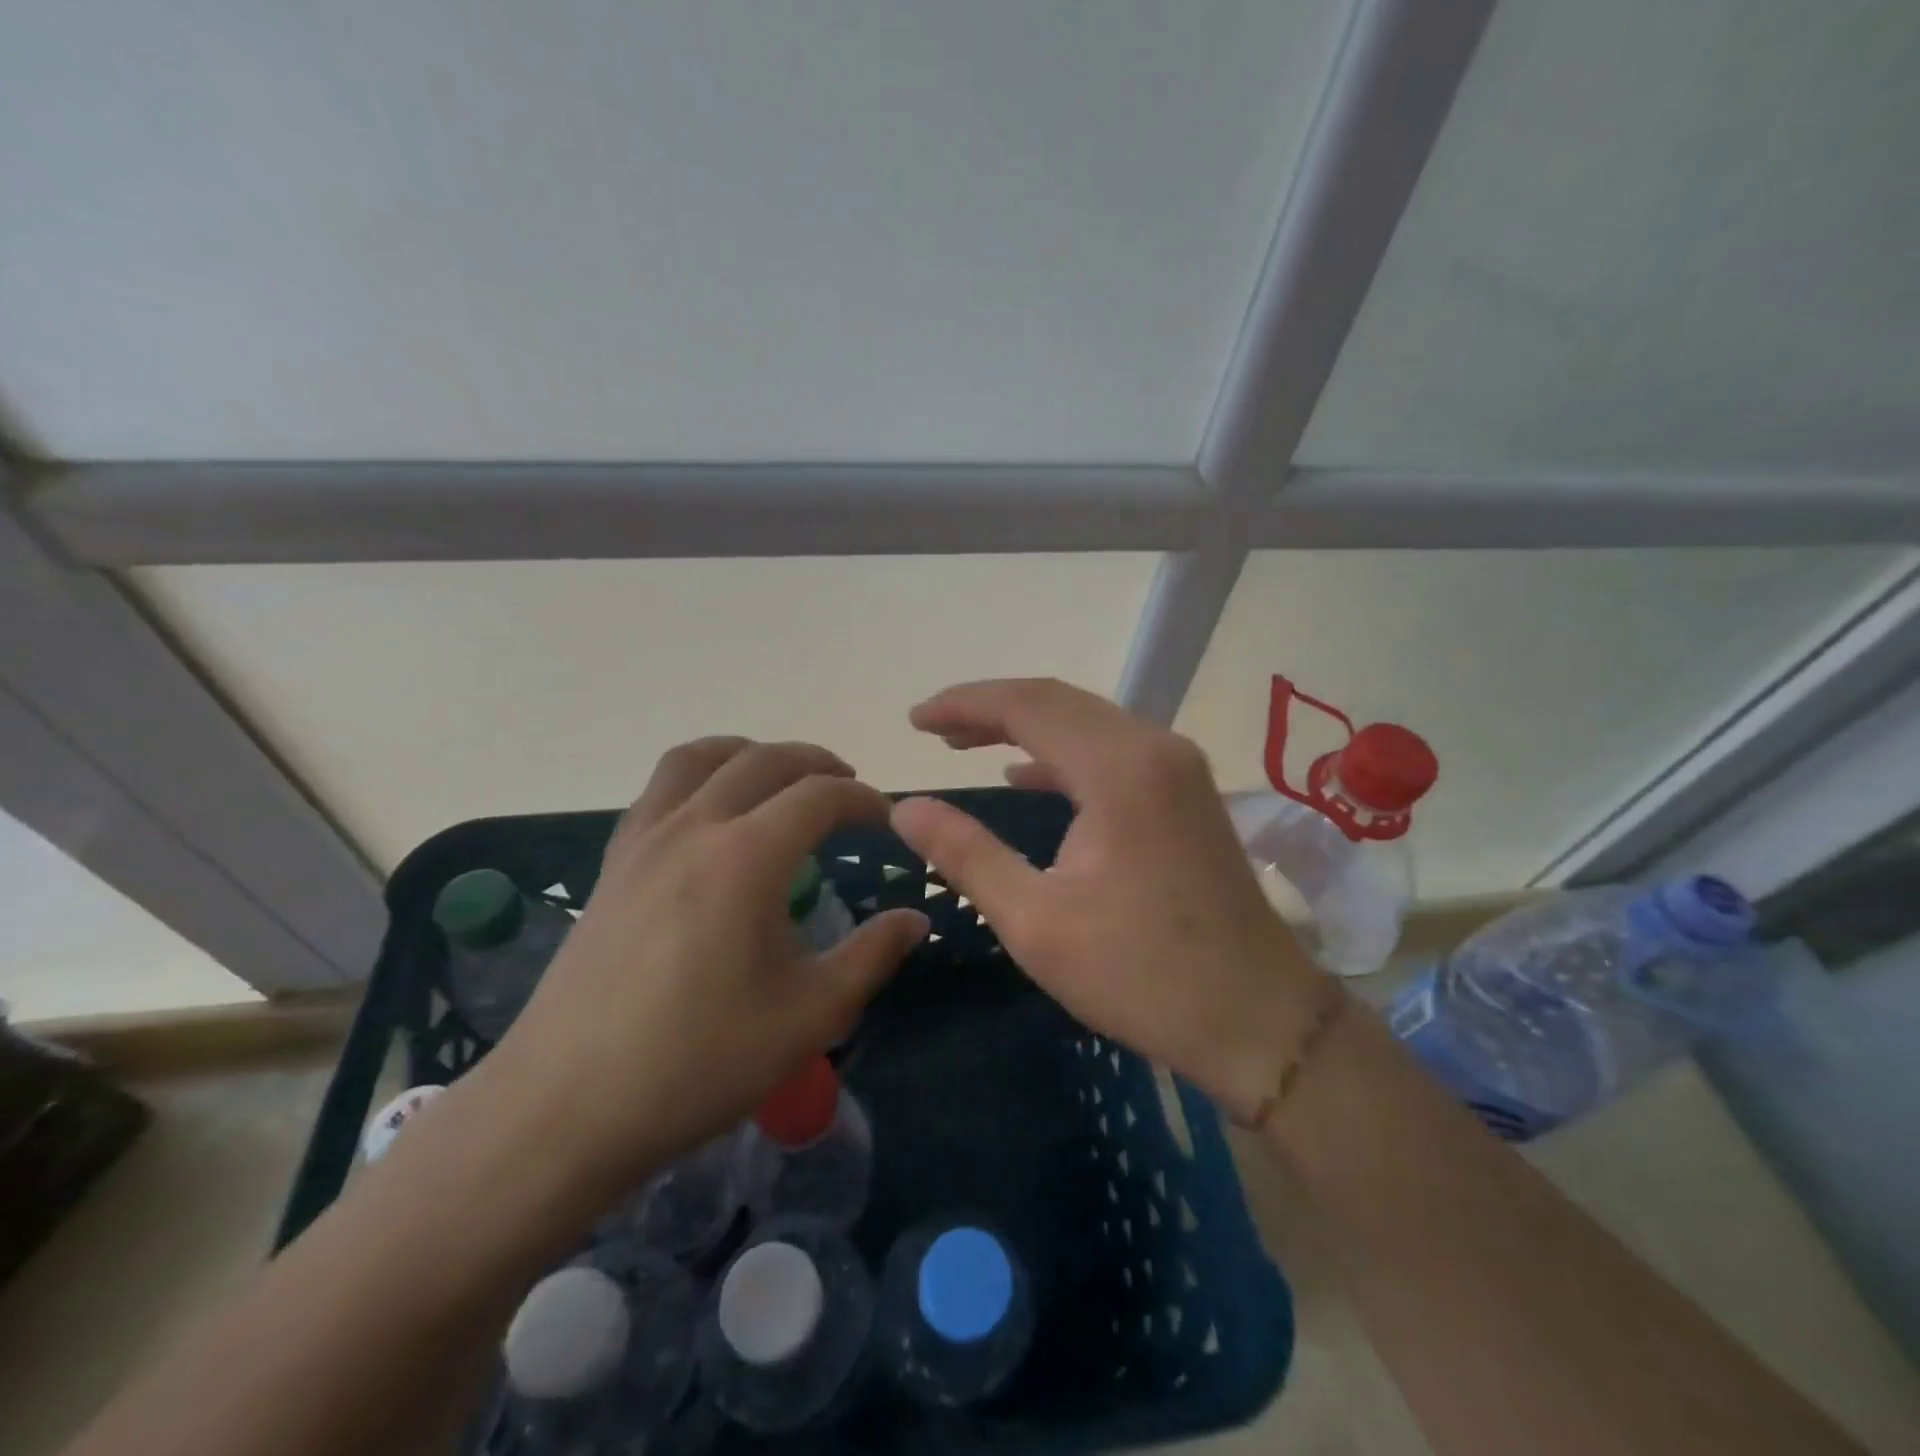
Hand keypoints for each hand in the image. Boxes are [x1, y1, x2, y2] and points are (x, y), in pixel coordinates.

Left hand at [479, 738, 928, 1202]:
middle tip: (849, 791)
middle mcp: (694, 828)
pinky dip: (701, 776)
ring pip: (700, 758)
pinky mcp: (613, 864)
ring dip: (752, 753)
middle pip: (764, 760)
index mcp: (746, 857)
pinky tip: (713, 817)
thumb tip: (915, 920)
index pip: (819, 796)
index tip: (888, 820)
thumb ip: (871, 956)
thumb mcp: (810, 1016)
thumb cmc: (698, 1062)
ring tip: (781, 779)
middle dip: (817, 764)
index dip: (863, 799)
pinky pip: (660, 789)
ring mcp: (644, 841)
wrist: (566, 1107)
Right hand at [890, 679, 1323, 1124]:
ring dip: (1025, 727)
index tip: (914, 720)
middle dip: (990, 708)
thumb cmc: (1142, 974)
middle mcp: (1155, 747)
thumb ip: (966, 854)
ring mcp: (1178, 767)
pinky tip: (1027, 774)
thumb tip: (906, 809)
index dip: (964, 703)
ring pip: (1087, 723)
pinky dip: (1061, 754)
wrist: (1257, 1018)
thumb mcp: (1036, 921)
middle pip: (1059, 702)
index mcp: (1120, 768)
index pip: (1028, 704)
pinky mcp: (1187, 792)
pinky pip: (1111, 751)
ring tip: (965, 742)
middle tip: (933, 729)